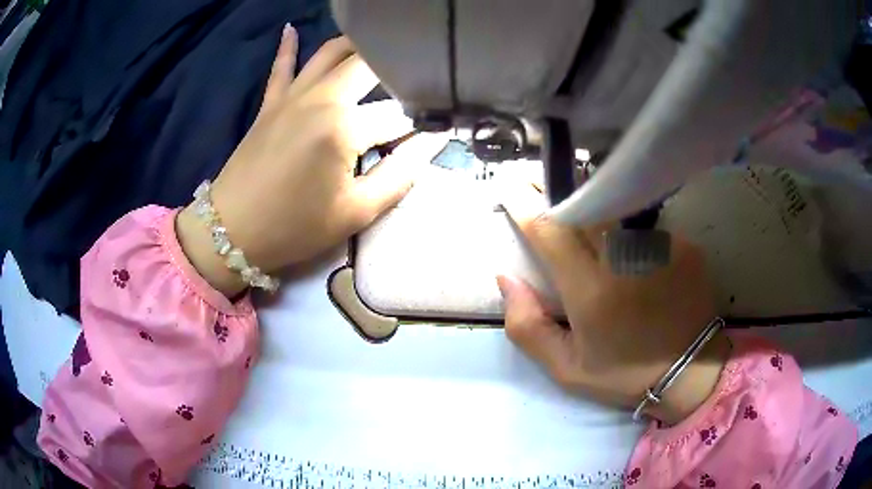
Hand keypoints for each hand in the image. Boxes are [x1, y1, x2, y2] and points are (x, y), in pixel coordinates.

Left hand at [177, 27, 445, 295]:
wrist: (232, 233)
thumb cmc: (295, 228)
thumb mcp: (357, 212)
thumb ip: (400, 174)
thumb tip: (433, 142)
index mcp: (345, 127)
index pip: (400, 113)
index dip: (424, 122)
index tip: (440, 128)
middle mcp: (322, 97)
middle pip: (371, 66)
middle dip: (400, 70)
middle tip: (418, 81)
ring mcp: (293, 95)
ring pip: (332, 53)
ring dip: (360, 46)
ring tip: (383, 47)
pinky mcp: (271, 102)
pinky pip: (282, 65)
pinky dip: (288, 46)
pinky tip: (292, 28)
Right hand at [498, 185, 729, 423]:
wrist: (691, 372)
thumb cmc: (625, 375)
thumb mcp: (566, 368)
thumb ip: (528, 326)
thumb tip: (506, 279)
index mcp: (591, 292)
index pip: (551, 231)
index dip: (527, 205)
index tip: (513, 187)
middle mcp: (625, 259)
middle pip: (585, 206)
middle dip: (561, 195)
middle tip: (549, 193)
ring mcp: (660, 247)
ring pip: (617, 211)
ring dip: (599, 213)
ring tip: (598, 231)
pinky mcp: (684, 245)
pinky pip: (647, 227)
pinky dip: (633, 234)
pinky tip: (639, 258)